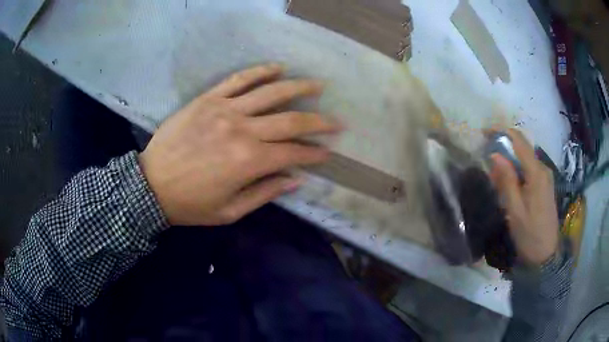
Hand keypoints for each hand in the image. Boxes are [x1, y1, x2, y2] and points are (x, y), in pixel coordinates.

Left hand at [139, 64, 339, 225]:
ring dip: (298, 88)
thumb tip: (296, 179)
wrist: (150, 185)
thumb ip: (265, 193)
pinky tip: (277, 67)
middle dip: (319, 122)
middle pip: (290, 121)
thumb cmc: (190, 204)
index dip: (314, 153)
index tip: (328, 152)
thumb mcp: (230, 211)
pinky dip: (260, 71)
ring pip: (270, 92)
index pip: (293, 153)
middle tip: (337, 122)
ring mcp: (224, 110)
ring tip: (317, 85)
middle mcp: (242, 130)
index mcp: (248, 162)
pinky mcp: (208, 99)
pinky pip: (238, 79)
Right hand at [489, 129, 559, 265]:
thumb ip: (506, 180)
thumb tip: (495, 155)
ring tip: (496, 172)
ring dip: (510, 159)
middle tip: (487, 156)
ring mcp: (546, 176)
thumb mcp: (514, 210)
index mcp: (536, 173)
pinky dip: (518, 169)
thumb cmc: (529, 233)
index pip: (519, 141)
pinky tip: (510, 182)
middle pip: (523, 147)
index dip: (502, 132)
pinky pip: (530, 168)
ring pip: (526, 158)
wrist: (545, 254)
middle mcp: (543, 169)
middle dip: (505, 146)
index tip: (485, 132)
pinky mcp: (545, 184)